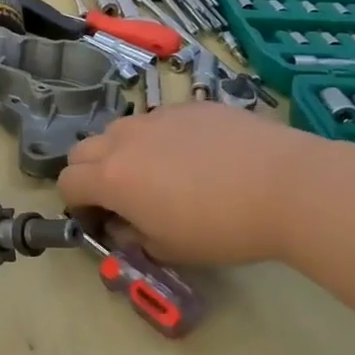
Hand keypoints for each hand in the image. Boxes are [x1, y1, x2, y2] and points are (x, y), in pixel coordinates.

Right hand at [57, 103, 324, 266]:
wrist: (287, 185)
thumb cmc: (222, 228)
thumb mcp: (170, 249)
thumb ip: (133, 238)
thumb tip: (123, 227)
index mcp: (110, 178)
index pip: (67, 184)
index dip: (76, 205)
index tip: (99, 221)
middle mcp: (123, 140)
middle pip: (82, 151)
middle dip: (89, 173)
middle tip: (120, 196)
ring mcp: (157, 117)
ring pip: (119, 131)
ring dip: (122, 152)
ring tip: (159, 173)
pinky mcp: (190, 105)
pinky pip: (159, 120)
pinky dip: (161, 138)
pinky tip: (199, 157)